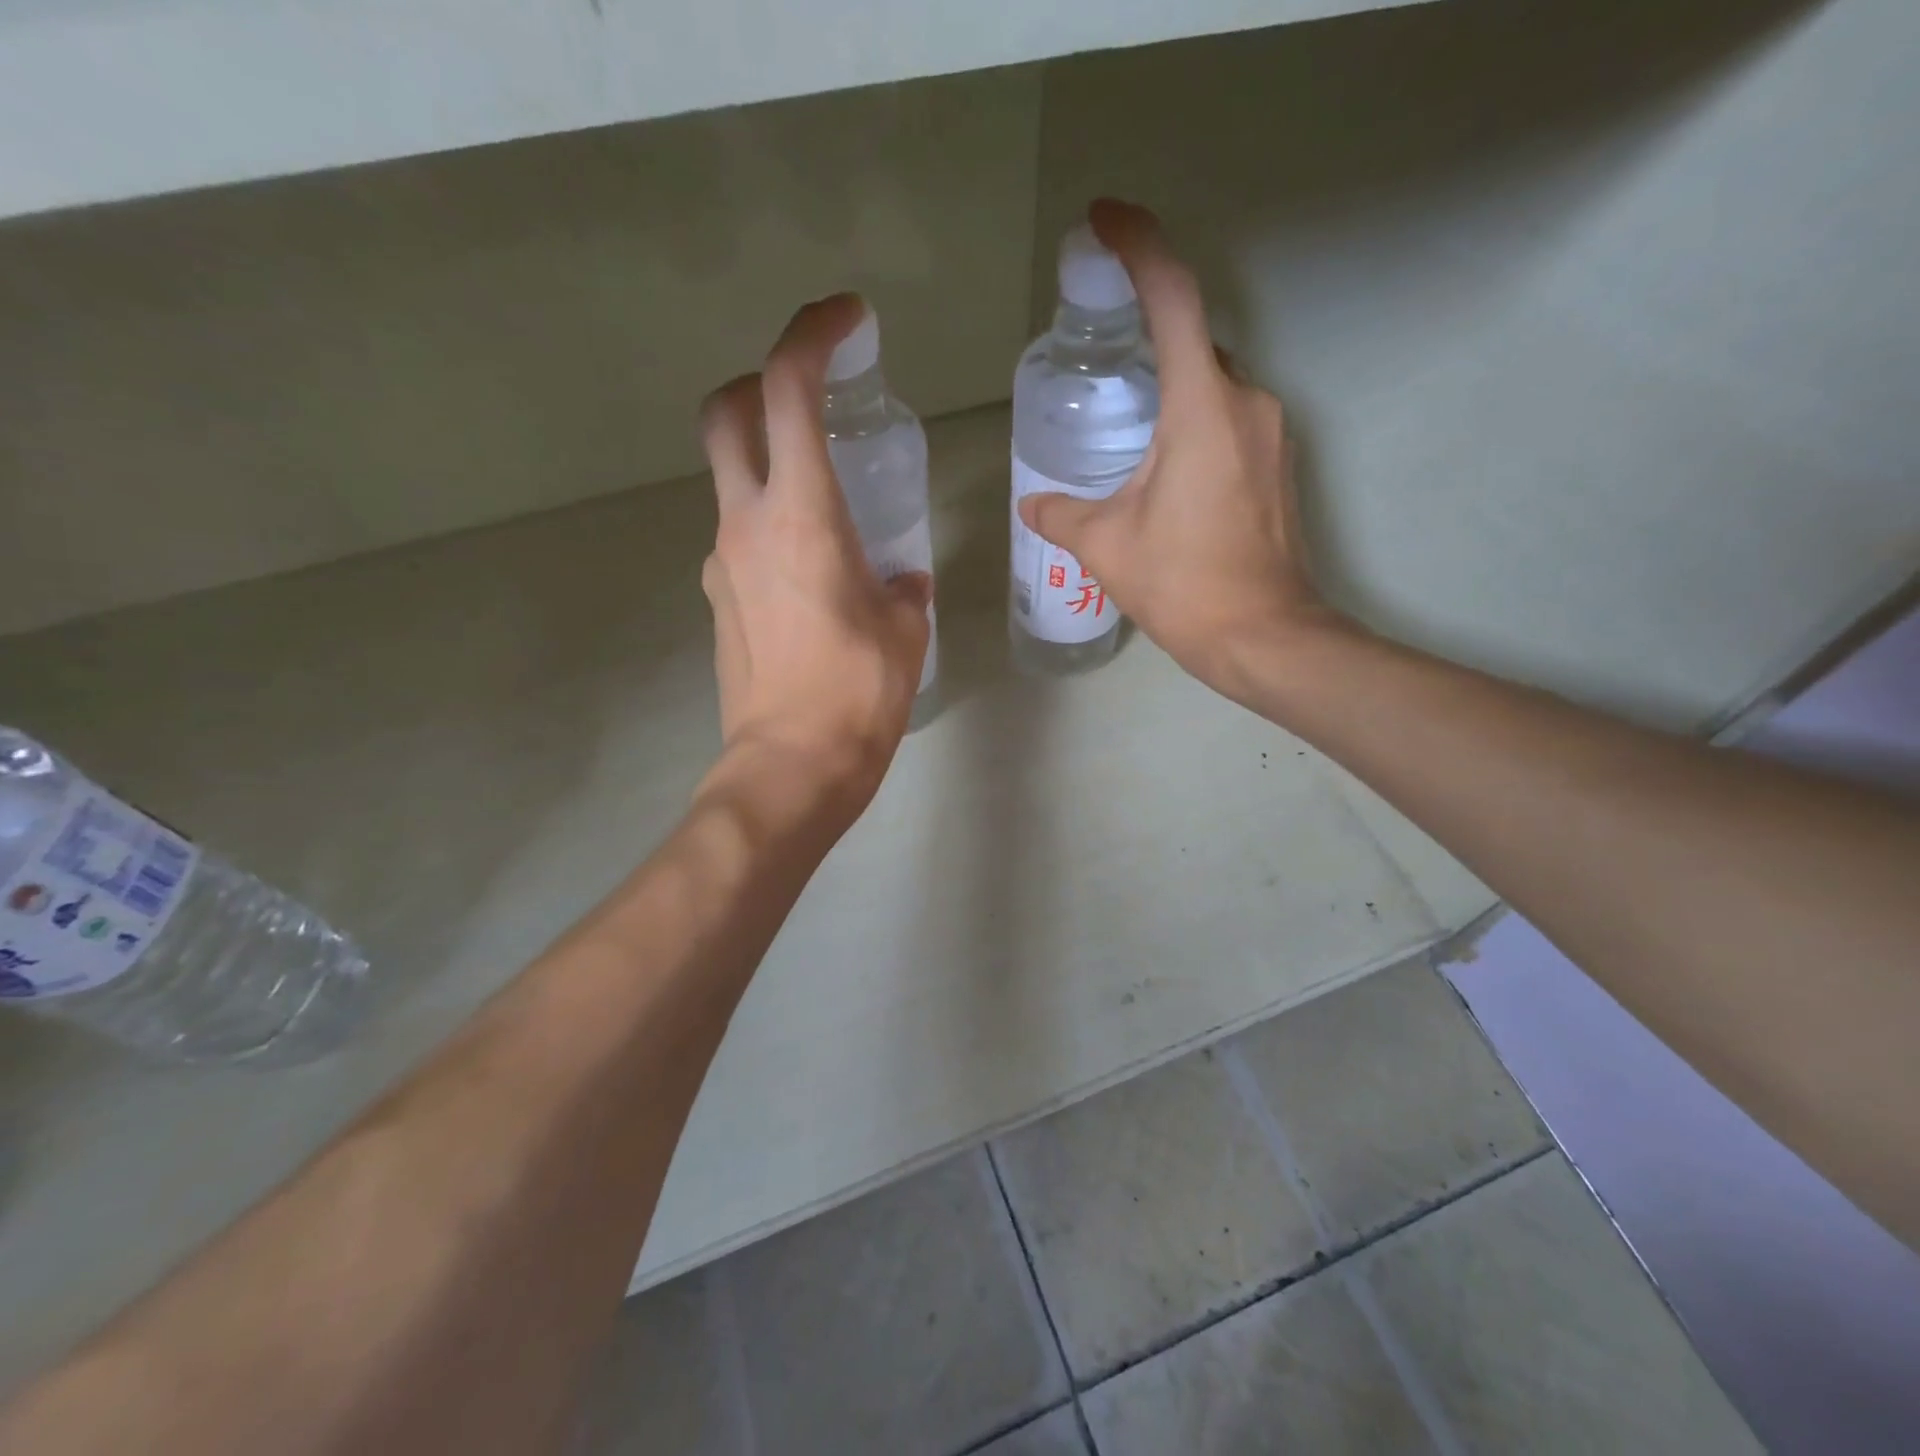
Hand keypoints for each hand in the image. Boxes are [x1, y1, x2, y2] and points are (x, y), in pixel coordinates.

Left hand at [698, 294, 932, 812]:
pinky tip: (813, 575)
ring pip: (732, 482)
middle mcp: (746, 524)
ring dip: (771, 468)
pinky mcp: (720, 602)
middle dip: (762, 385)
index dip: (812, 335)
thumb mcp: (904, 631)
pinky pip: (741, 541)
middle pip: (726, 415)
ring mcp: (722, 563)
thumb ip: (903, 590)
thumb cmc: (857, 694)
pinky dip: (771, 530)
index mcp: (802, 515)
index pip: (788, 390)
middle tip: (811, 399)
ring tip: (830, 510)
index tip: (847, 321)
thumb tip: (900, 580)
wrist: (790, 766)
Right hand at [1017, 199, 1351, 705]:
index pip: (1172, 298)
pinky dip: (1192, 421)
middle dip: (1145, 338)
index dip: (1138, 247)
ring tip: (1121, 426)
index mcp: (1201, 407)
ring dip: (1168, 390)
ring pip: (1210, 385)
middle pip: (1191, 342)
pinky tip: (1159, 464)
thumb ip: (1061, 514)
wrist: (1261, 635)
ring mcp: (1271, 432)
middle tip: (1097, 355)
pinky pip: (1228, 417)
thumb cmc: (1183, 584)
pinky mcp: (1277, 463)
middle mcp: (1246, 402)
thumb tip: (1032, 505)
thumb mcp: (1105, 546)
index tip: (1104, 222)